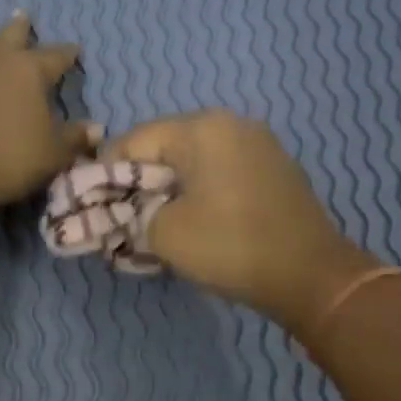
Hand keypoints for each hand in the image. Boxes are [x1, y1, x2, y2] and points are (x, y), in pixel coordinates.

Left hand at [0, 12, 99, 214]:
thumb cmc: (9, 158)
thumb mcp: (53, 154)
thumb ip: (75, 140)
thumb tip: (96, 129)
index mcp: (26, 72)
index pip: (54, 58)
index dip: (66, 55)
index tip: (75, 51)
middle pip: (7, 41)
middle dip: (19, 30)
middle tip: (23, 16)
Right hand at [108, 110, 375, 329]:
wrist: (310, 275)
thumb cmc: (231, 246)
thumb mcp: (165, 233)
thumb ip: (134, 214)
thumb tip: (132, 212)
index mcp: (202, 129)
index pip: (135, 140)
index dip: (105, 171)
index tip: (90, 202)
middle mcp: (232, 125)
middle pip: (166, 147)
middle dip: (139, 181)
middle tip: (121, 215)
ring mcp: (259, 146)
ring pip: (195, 161)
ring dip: (169, 188)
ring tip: (154, 222)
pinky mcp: (275, 171)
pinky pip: (222, 173)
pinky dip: (199, 192)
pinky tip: (194, 221)